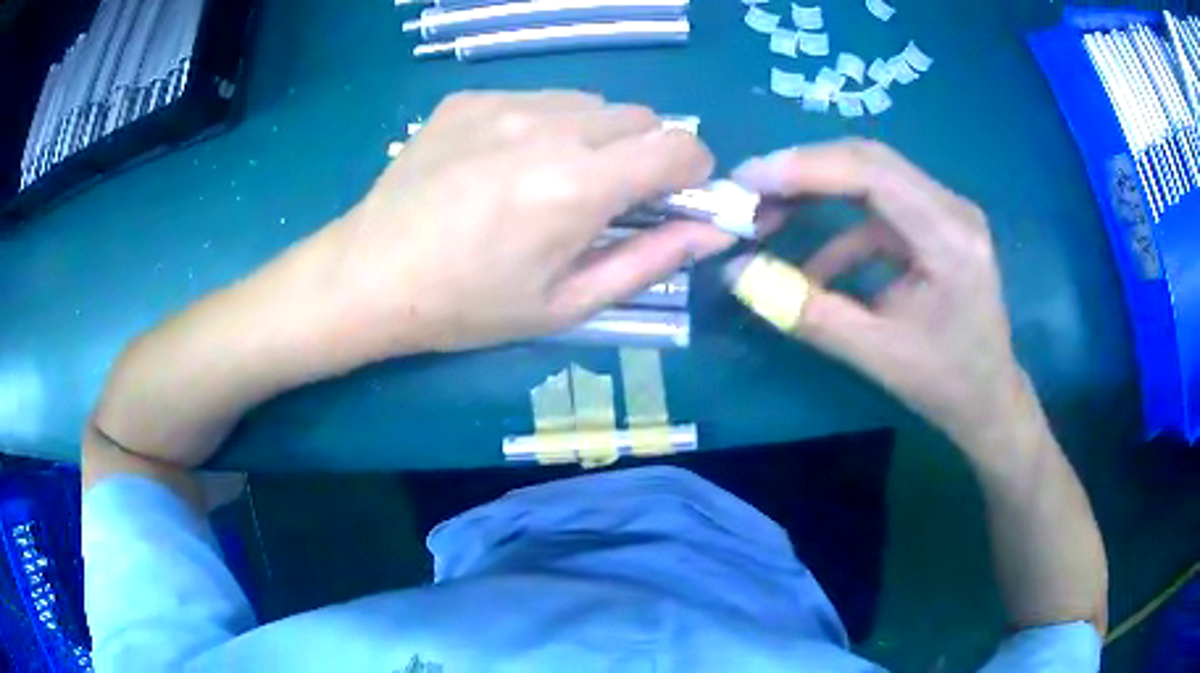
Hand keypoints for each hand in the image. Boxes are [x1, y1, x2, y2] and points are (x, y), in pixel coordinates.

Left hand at [313, 90, 733, 357]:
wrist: (370, 274)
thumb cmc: (468, 305)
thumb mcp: (568, 303)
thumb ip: (653, 260)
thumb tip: (716, 231)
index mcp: (578, 186)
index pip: (682, 146)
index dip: (696, 171)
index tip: (677, 197)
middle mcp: (549, 126)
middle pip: (642, 116)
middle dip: (646, 154)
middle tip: (607, 198)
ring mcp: (504, 101)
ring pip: (592, 103)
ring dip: (597, 136)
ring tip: (551, 179)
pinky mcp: (471, 97)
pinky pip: (540, 97)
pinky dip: (546, 125)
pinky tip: (503, 163)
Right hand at [728, 140, 1026, 451]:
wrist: (989, 399)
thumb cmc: (945, 383)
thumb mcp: (875, 355)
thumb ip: (806, 312)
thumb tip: (737, 273)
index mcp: (950, 237)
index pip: (873, 174)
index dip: (806, 168)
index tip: (748, 180)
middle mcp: (953, 209)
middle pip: (870, 161)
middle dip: (805, 171)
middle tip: (749, 190)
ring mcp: (947, 212)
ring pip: (872, 177)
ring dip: (819, 192)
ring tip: (770, 217)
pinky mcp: (936, 225)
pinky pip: (880, 209)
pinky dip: (841, 229)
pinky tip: (816, 266)